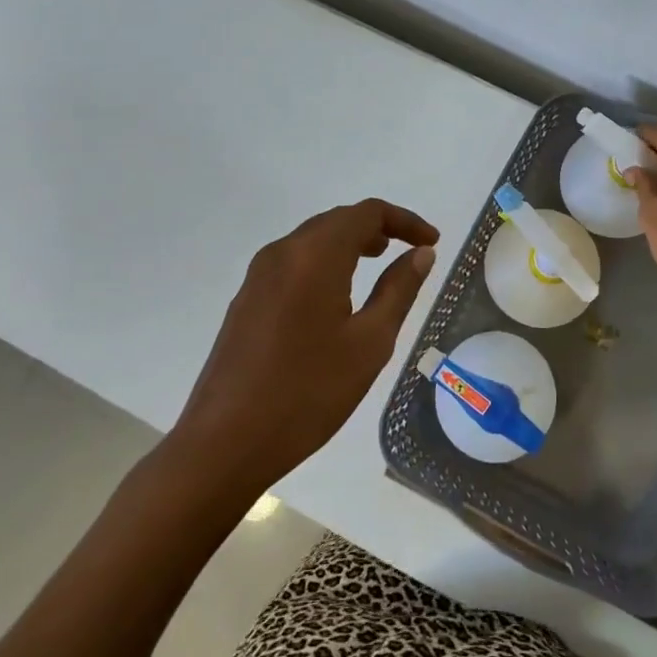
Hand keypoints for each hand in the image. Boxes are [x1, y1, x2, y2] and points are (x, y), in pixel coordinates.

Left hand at [170, 198, 438, 491]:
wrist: (224, 444)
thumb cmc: (308, 393)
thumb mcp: (369, 343)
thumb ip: (399, 290)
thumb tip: (421, 254)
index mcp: (315, 255)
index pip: (367, 213)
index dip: (404, 220)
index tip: (432, 241)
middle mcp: (283, 252)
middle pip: (337, 220)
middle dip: (377, 228)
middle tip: (408, 251)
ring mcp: (258, 275)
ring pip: (313, 239)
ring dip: (349, 242)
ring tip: (377, 263)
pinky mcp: (246, 298)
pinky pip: (293, 261)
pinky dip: (324, 261)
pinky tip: (336, 294)